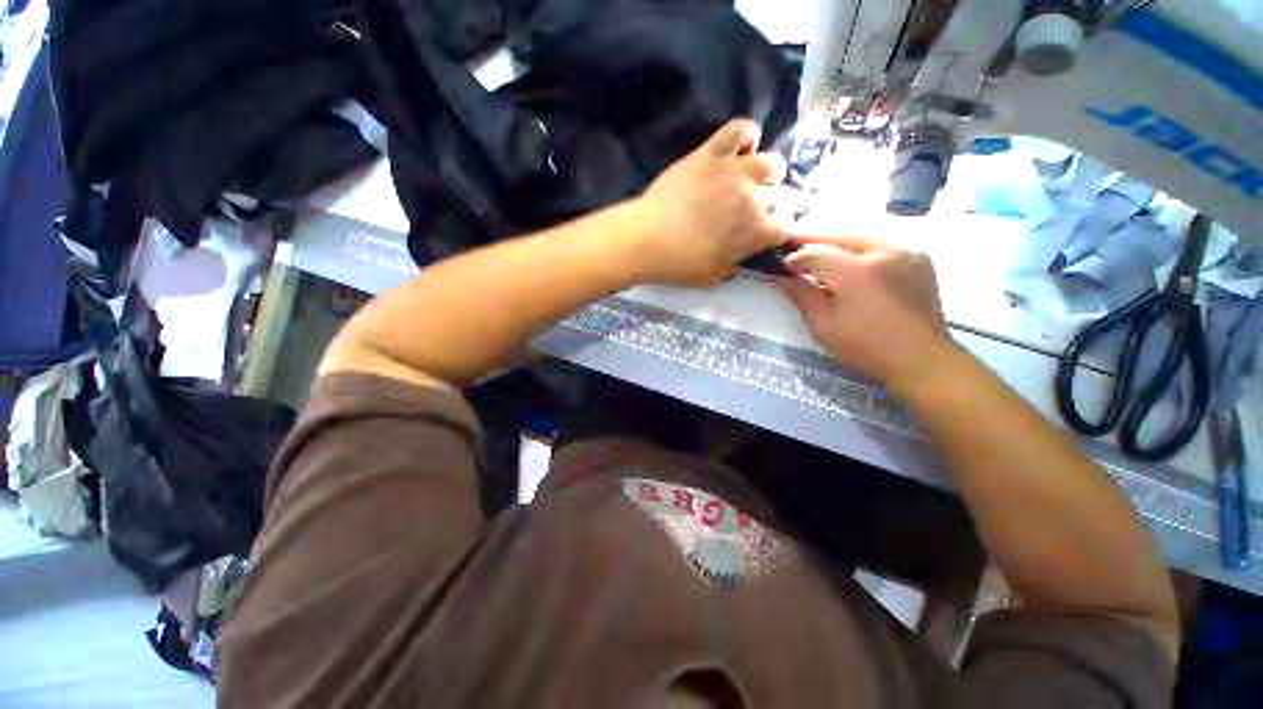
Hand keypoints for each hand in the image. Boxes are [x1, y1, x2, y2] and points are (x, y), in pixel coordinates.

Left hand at [628, 119, 787, 286]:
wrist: (647, 239)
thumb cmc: (680, 264)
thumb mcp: (715, 276)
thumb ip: (736, 261)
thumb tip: (742, 250)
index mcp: (756, 232)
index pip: (785, 227)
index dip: (776, 231)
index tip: (764, 234)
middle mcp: (754, 198)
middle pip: (779, 196)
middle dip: (769, 206)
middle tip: (748, 212)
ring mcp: (734, 171)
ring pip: (771, 162)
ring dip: (766, 173)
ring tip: (749, 180)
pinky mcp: (711, 153)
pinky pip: (740, 129)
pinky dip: (746, 136)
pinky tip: (738, 150)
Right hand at [778, 234, 954, 390]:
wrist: (920, 358)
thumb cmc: (865, 348)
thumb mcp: (823, 326)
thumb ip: (801, 295)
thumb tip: (781, 277)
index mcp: (856, 273)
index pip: (815, 253)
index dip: (794, 258)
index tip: (780, 266)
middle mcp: (883, 252)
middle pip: (838, 234)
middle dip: (811, 238)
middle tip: (791, 244)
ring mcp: (905, 251)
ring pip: (861, 232)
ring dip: (835, 237)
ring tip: (816, 246)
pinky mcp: (916, 256)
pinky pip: (881, 239)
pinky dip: (859, 242)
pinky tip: (848, 253)